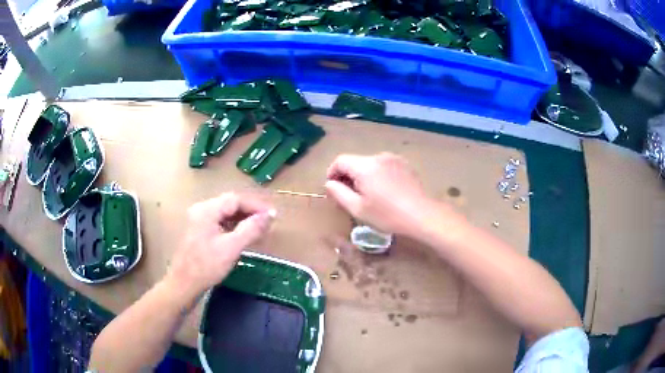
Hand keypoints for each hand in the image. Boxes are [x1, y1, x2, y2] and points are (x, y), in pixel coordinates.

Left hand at [166, 193, 274, 303]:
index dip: (256, 206)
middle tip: (269, 223)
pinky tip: (244, 235)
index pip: (236, 199)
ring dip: (243, 219)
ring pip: (226, 213)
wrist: (183, 284)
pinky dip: (234, 226)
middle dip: (251, 212)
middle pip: (230, 204)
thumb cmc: (206, 266)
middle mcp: (201, 209)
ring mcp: (199, 220)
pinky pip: (220, 222)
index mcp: (207, 210)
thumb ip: (251, 229)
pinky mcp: (199, 231)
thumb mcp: (231, 248)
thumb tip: (269, 215)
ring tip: (260, 229)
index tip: (273, 216)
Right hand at [325, 153, 437, 235]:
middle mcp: (379, 156)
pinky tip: (385, 191)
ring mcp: (394, 159)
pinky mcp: (405, 164)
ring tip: (369, 195)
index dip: (332, 172)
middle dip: (348, 176)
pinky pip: (384, 166)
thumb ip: (339, 193)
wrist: (422, 214)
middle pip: (356, 162)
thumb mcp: (358, 208)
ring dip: (364, 176)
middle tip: (350, 196)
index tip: (333, 188)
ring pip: (370, 164)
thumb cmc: (388, 215)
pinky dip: (378, 175)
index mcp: (365, 166)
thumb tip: (330, 183)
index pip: (340, 160)